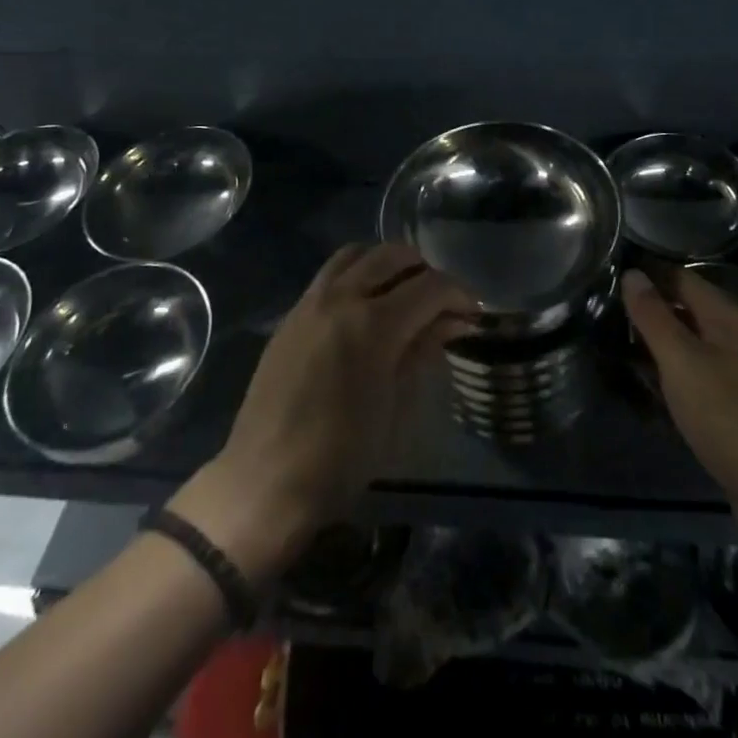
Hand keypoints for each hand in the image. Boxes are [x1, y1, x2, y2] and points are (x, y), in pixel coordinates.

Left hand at [173, 244, 473, 579]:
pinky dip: (356, 275)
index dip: (458, 295)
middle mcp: (340, 298)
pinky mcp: (290, 316)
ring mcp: (310, 302)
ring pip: (356, 255)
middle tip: (440, 301)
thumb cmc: (341, 457)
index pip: (429, 286)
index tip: (472, 314)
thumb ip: (423, 352)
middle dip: (425, 271)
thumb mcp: (397, 408)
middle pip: (392, 256)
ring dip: (386, 264)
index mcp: (373, 323)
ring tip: (402, 293)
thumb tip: (451, 321)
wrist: (265, 482)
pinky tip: (364, 308)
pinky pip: (329, 275)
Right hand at [621, 266, 737, 512]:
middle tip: (612, 312)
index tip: (614, 277)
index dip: (650, 275)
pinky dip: (677, 370)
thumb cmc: (726, 415)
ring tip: (626, 345)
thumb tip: (632, 273)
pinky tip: (658, 384)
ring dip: (664, 341)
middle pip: (691, 309)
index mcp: (729, 318)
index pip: (683, 279)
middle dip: (655, 308)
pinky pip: (702, 373)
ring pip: (696, 343)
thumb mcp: (680, 360)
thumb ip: (654, 316)